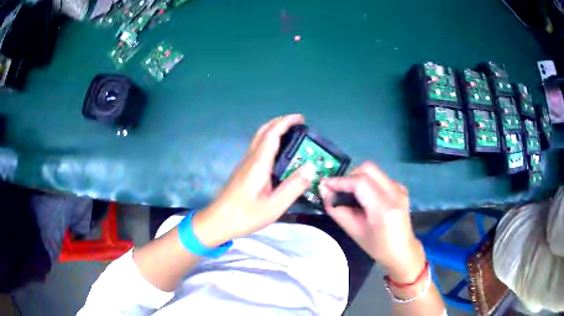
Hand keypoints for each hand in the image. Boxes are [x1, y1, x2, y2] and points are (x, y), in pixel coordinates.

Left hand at [192, 114, 315, 246]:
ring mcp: (244, 164)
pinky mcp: (243, 170)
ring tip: (291, 135)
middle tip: (297, 123)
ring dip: (274, 130)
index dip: (286, 122)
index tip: (300, 118)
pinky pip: (257, 148)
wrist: (218, 221)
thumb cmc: (245, 215)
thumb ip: (293, 186)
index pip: (272, 134)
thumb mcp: (274, 206)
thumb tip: (310, 167)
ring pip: (259, 138)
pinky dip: (269, 141)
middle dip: (280, 122)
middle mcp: (250, 159)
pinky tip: (277, 154)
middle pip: (263, 131)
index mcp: (258, 164)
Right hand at [319, 162, 424, 281]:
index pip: (360, 182)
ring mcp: (400, 188)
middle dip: (349, 176)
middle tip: (338, 190)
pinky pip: (379, 177)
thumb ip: (337, 210)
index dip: (340, 181)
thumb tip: (323, 190)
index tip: (324, 185)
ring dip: (357, 178)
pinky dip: (366, 181)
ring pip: (373, 171)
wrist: (402, 250)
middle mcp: (395, 193)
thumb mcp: (354, 232)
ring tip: (349, 194)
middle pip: (368, 169)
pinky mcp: (400, 187)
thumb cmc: (377, 246)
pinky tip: (364, 197)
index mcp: (384, 208)